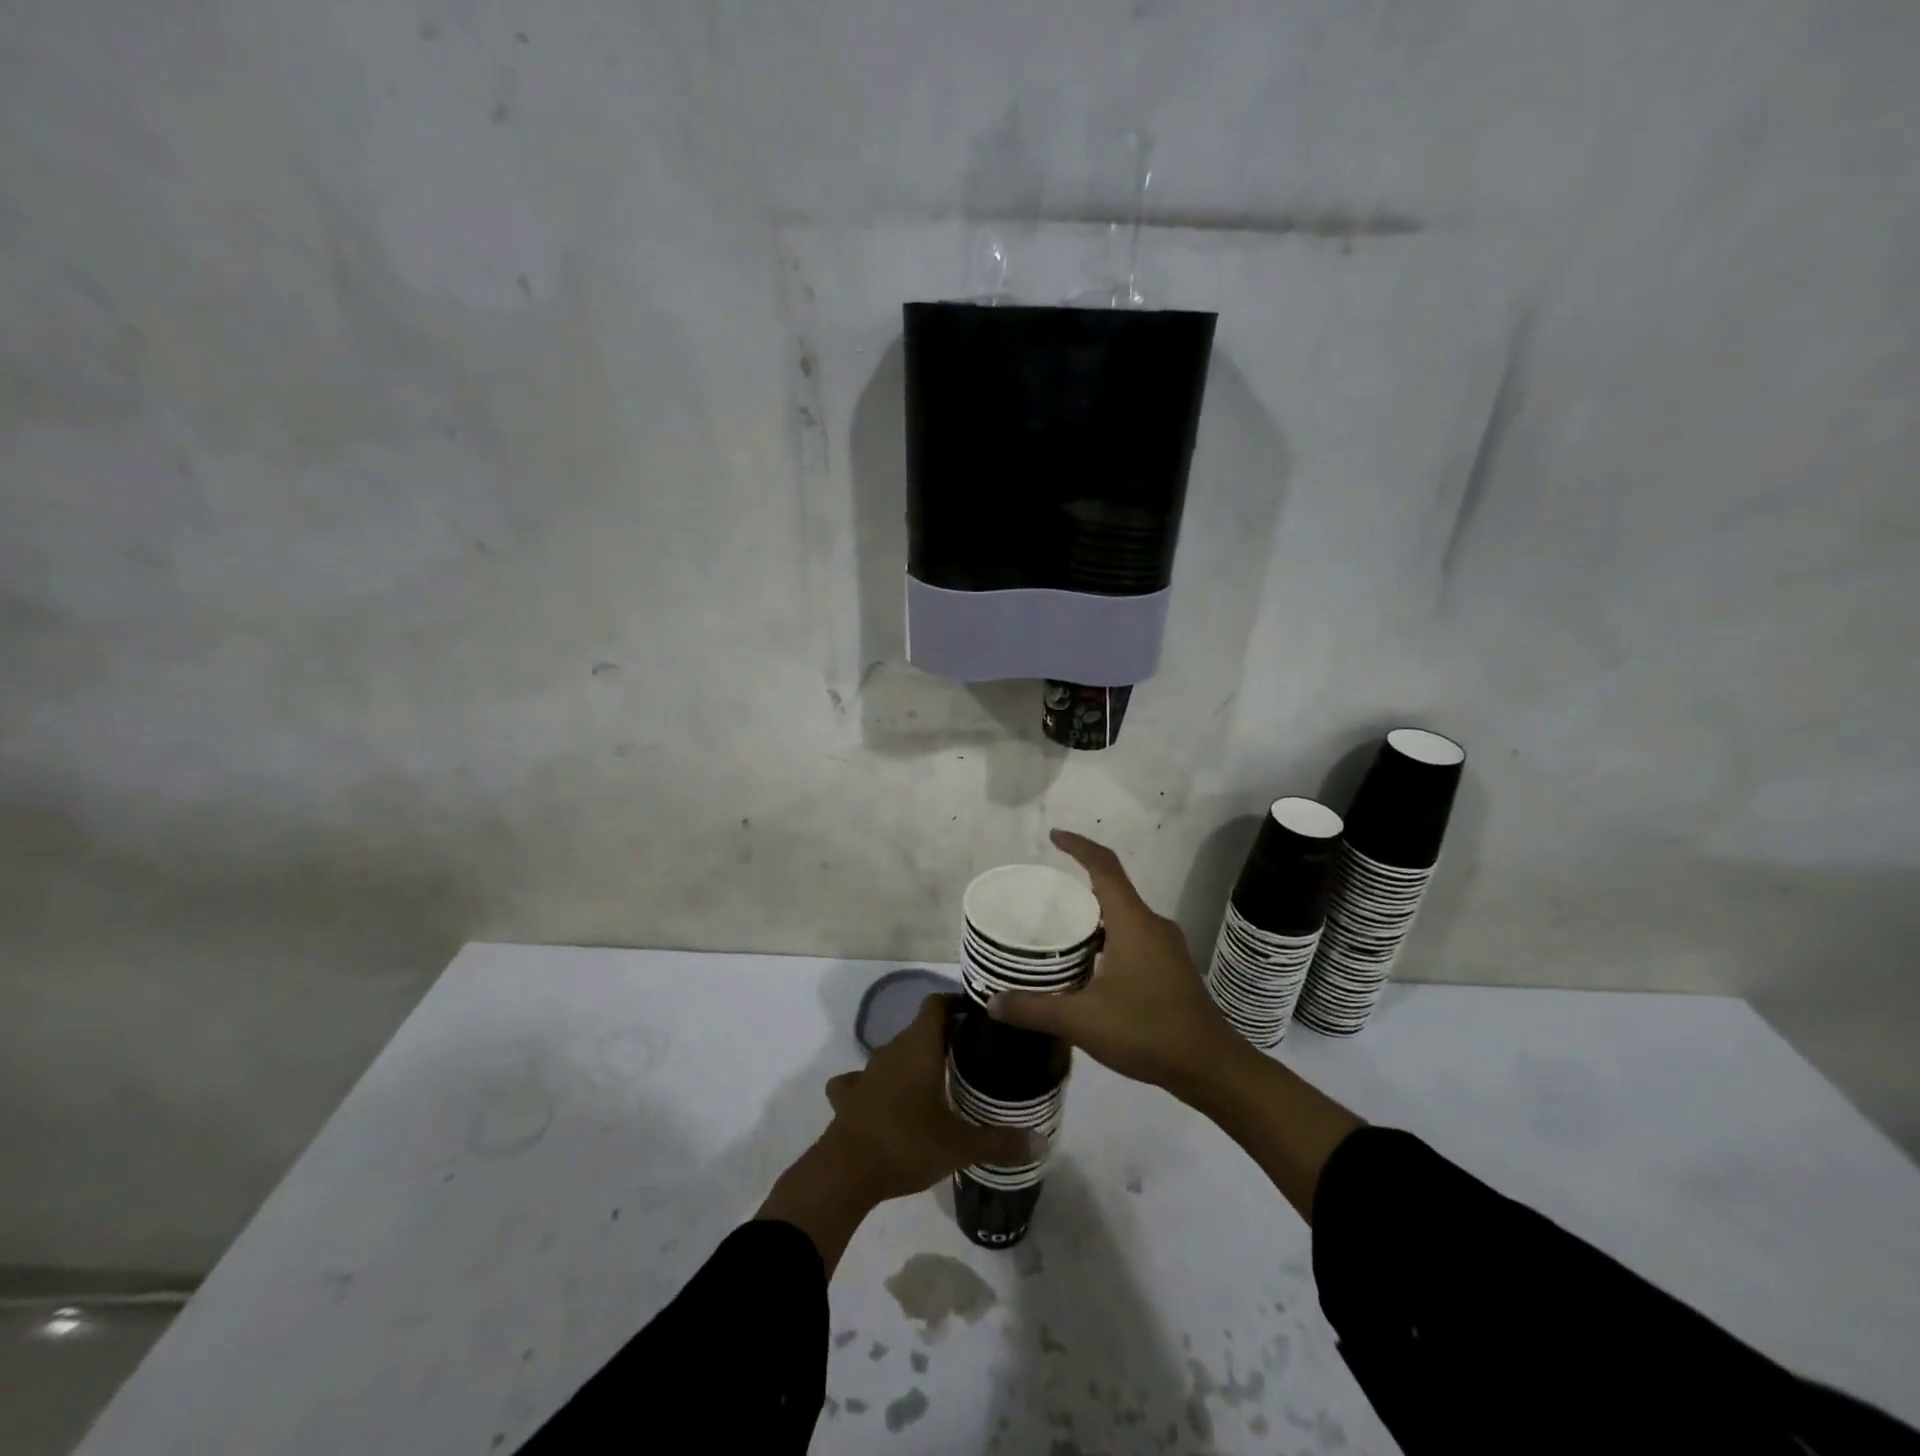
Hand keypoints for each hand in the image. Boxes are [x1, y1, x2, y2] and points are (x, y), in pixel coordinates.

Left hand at [759, 994, 1040, 1270]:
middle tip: (969, 1055)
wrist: (846, 1172)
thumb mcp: (961, 1146)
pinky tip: (886, 1101)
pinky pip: (863, 1080)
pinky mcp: (848, 1096)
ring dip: (912, 1062)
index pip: (937, 1004)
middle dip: (943, 1037)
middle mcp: (892, 1050)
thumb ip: (1000, 1142)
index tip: (977, 1015)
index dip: (956, 1003)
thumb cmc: (908, 1144)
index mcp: (919, 1047)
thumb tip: (1040, 1140)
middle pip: (919, 1029)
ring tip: (935, 1081)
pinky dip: (876, 1085)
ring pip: (894, 1054)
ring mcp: (866, 1072)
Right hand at [987, 829, 1242, 1095]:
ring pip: (1125, 917)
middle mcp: (1152, 925)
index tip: (1054, 837)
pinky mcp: (1173, 968)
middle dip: (1080, 886)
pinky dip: (1110, 939)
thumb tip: (992, 1003)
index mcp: (1133, 922)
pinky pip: (1136, 937)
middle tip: (1045, 897)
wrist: (1210, 1066)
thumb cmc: (1146, 1031)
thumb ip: (1034, 1009)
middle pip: (1113, 890)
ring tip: (1062, 933)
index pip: (1104, 866)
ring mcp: (1167, 947)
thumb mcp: (1082, 1021)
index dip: (1078, 846)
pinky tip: (1091, 968)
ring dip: (1095, 917)